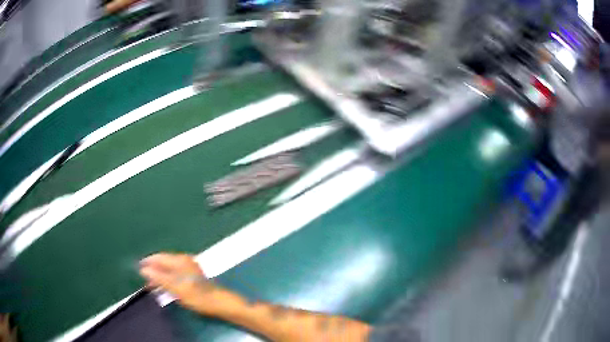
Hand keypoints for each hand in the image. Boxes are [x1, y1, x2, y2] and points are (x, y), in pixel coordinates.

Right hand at [139, 253, 222, 314]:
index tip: (137, 269)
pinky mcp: (193, 274)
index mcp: (179, 260)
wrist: (218, 303)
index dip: (147, 263)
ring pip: (169, 269)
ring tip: (152, 285)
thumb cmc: (197, 296)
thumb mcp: (175, 288)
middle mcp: (184, 260)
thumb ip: (158, 278)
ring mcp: (189, 267)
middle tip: (144, 280)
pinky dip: (168, 279)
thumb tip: (143, 269)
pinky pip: (175, 273)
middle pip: (164, 262)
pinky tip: (164, 287)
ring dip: (160, 276)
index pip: (158, 257)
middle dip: (153, 270)